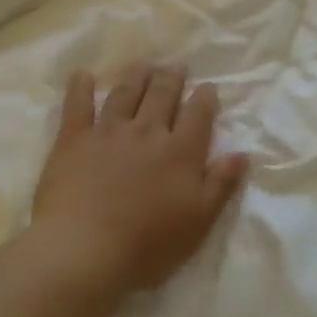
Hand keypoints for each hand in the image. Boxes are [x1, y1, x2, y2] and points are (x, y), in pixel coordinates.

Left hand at [30, 66, 248, 295]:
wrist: (84, 250)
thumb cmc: (148, 245)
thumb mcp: (199, 221)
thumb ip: (221, 184)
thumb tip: (242, 154)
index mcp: (180, 151)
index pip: (198, 114)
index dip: (204, 98)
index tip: (207, 87)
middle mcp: (147, 131)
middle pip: (162, 95)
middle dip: (171, 78)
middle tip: (175, 67)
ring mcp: (108, 131)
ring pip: (125, 94)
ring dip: (136, 77)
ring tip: (142, 66)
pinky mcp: (73, 139)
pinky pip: (77, 105)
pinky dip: (80, 87)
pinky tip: (82, 75)